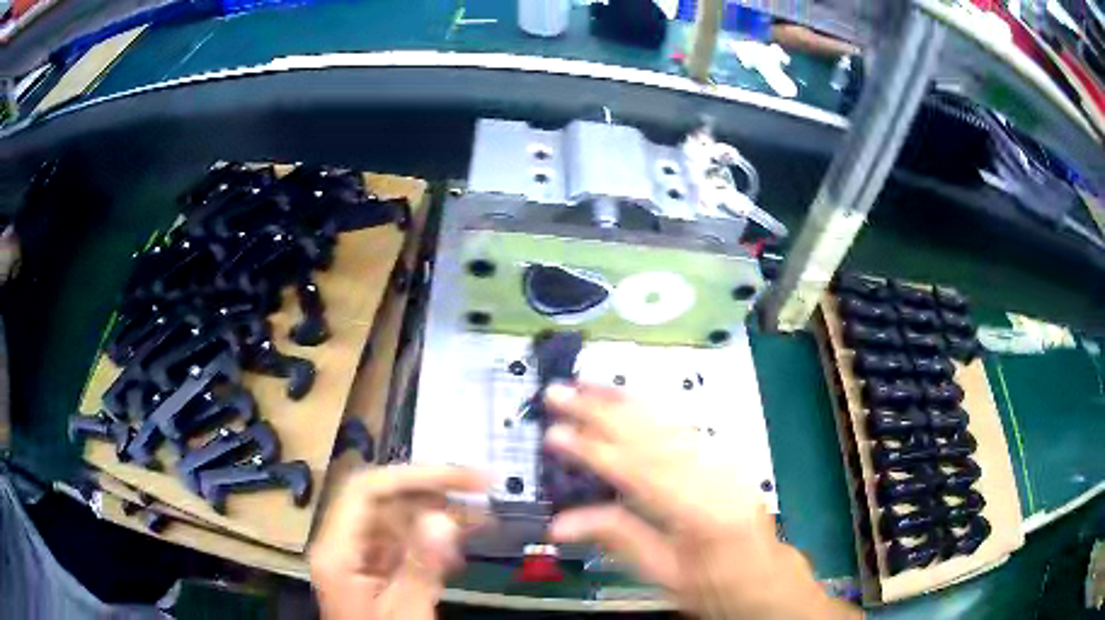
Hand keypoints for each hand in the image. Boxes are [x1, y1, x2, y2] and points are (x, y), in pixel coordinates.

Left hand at [309, 466, 487, 619]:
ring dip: (438, 513)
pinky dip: (433, 538)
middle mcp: (342, 544)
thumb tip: (445, 518)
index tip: (461, 477)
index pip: (366, 491)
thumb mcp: (406, 611)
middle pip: (382, 500)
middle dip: (431, 492)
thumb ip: (422, 566)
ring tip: (481, 515)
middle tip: (480, 489)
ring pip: (395, 518)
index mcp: (336, 551)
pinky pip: (402, 540)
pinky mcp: (373, 567)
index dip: (413, 476)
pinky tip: (461, 541)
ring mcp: (357, 555)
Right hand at [544, 383, 858, 618]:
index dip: (593, 451)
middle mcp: (713, 475)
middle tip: (558, 392)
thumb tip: (559, 524)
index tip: (553, 433)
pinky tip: (628, 398)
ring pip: (667, 423)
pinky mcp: (723, 458)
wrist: (767, 576)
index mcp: (700, 512)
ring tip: (585, 382)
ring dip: (623, 400)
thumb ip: (619, 539)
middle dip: (601, 411)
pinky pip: (682, 427)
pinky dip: (650, 407)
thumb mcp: (667, 575)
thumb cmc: (716, 585)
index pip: (638, 473)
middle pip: (651, 436)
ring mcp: (722, 462)